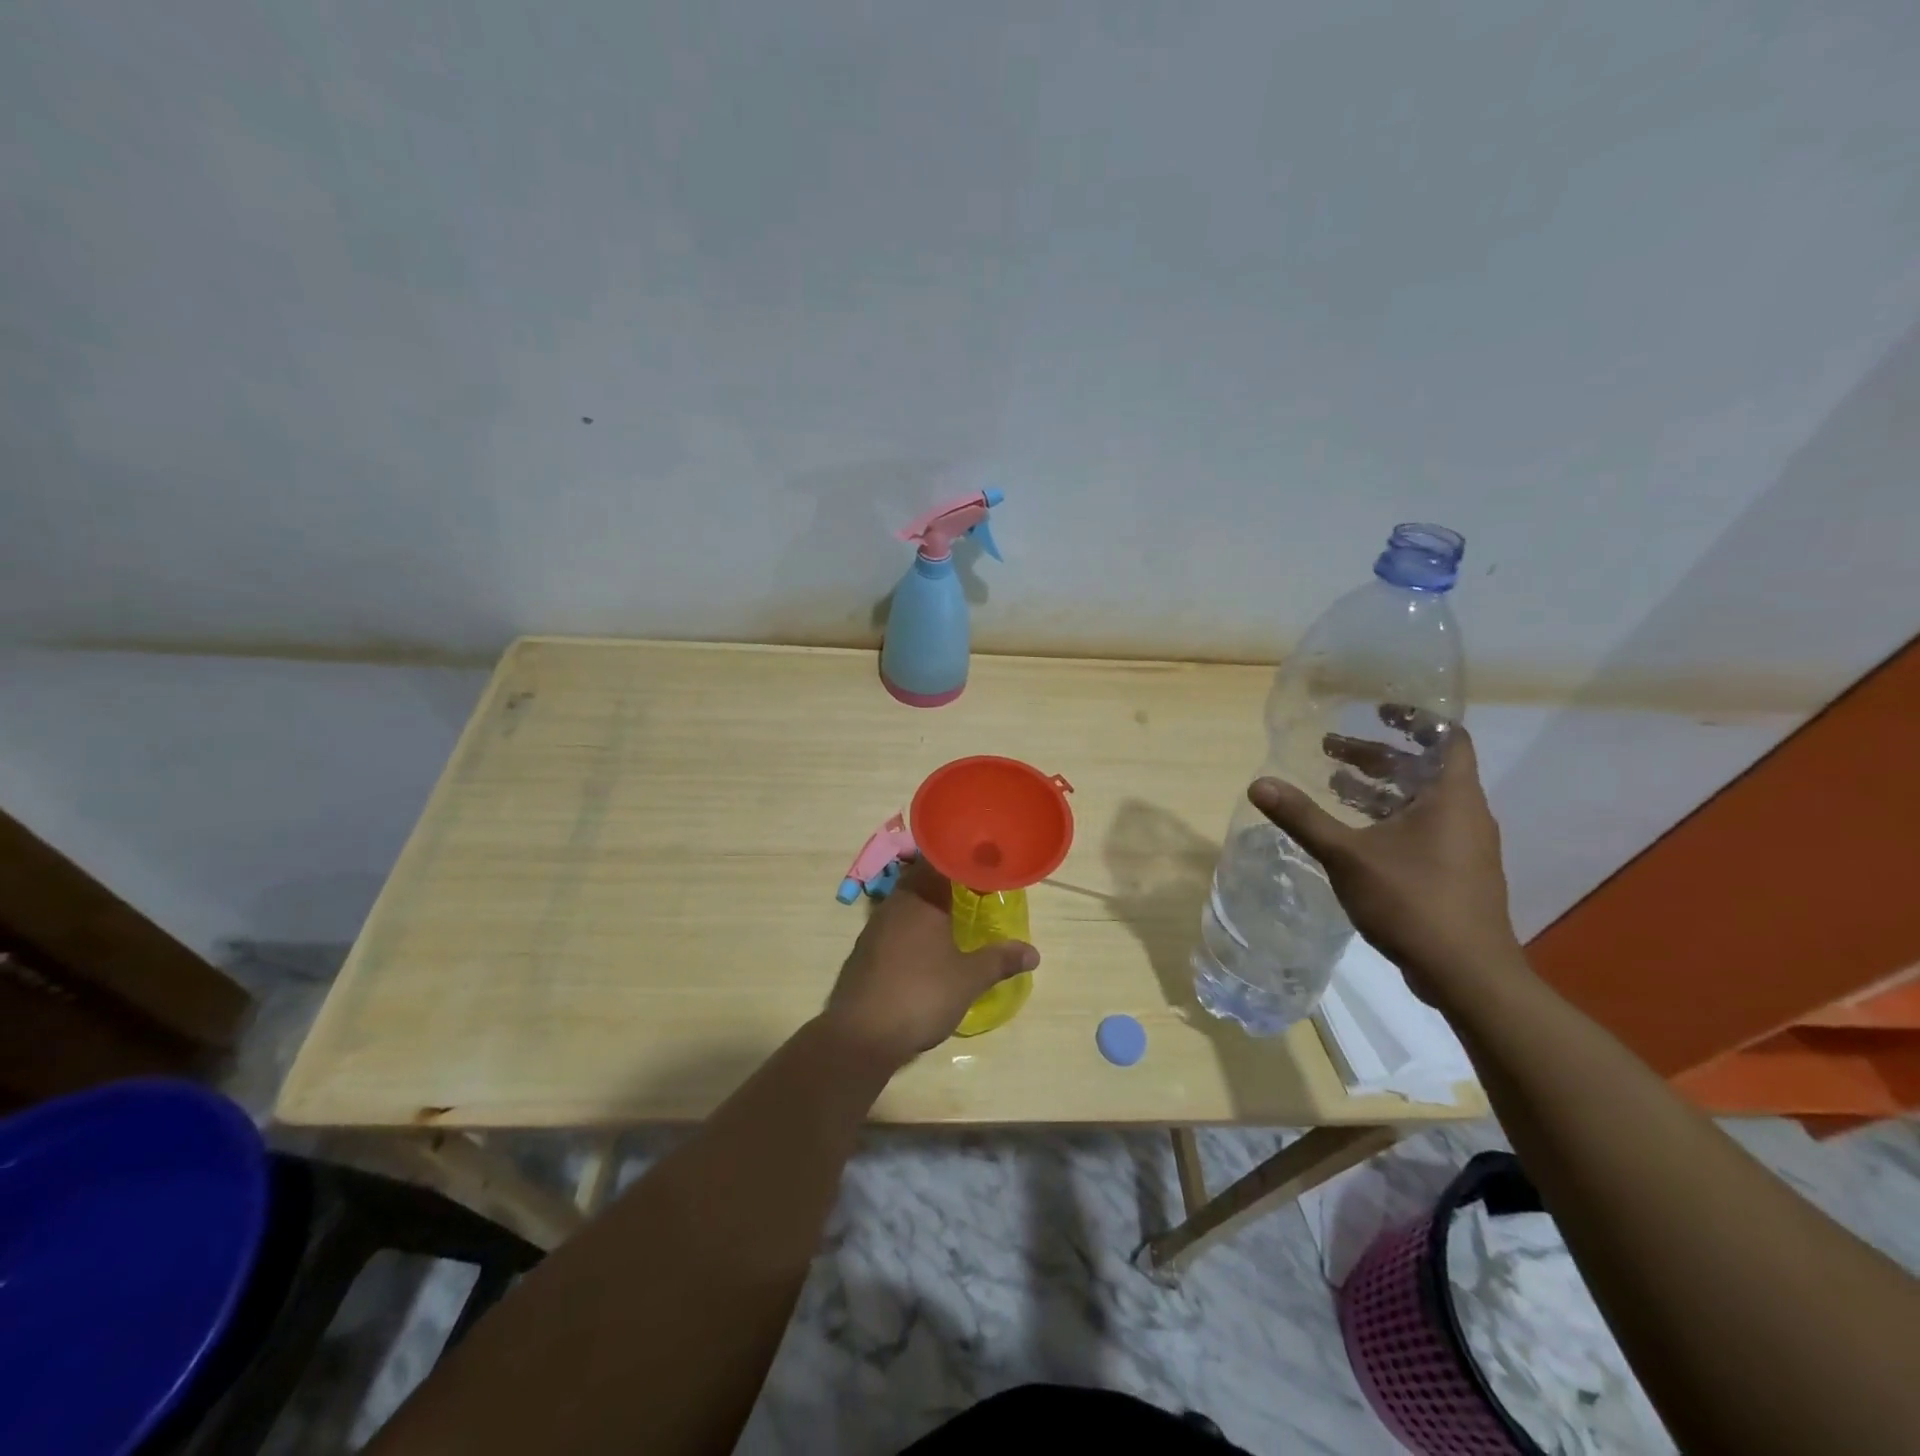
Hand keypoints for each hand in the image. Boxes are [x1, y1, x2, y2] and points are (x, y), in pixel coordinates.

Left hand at [824, 858, 1038, 1068]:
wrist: (861, 1035)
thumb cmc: (920, 995)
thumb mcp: (969, 979)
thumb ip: (1000, 960)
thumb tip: (1033, 953)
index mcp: (920, 897)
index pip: (940, 861)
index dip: (962, 860)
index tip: (984, 866)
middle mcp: (894, 903)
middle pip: (922, 879)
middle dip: (947, 884)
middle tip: (975, 892)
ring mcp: (875, 927)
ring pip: (906, 903)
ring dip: (928, 907)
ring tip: (955, 919)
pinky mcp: (865, 951)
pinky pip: (894, 926)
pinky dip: (913, 929)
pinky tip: (926, 949)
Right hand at [1249, 725, 1525, 1006]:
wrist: (1467, 974)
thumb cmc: (1412, 902)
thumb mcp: (1348, 856)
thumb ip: (1303, 818)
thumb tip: (1258, 784)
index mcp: (1451, 797)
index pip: (1446, 738)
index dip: (1413, 719)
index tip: (1376, 710)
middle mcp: (1464, 814)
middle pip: (1422, 768)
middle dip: (1376, 756)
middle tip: (1330, 749)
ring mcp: (1463, 847)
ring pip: (1420, 801)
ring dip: (1378, 788)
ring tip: (1333, 784)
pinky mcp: (1455, 873)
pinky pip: (1421, 828)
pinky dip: (1387, 818)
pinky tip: (1353, 832)